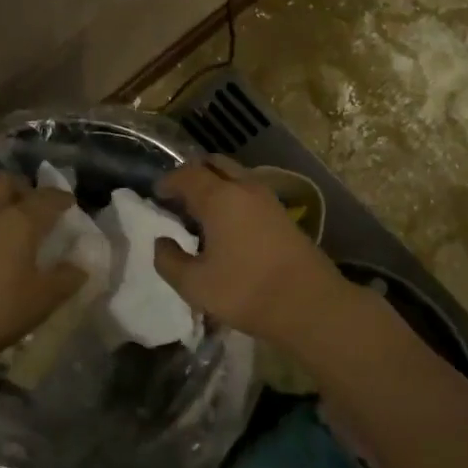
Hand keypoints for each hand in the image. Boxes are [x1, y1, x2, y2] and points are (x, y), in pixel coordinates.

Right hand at [152, 157, 350, 351]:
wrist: (310, 304)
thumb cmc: (246, 291)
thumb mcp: (195, 285)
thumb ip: (169, 261)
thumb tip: (161, 242)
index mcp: (219, 197)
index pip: (187, 174)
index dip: (168, 181)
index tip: (157, 195)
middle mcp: (245, 188)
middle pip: (215, 164)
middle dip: (194, 174)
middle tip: (179, 196)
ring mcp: (268, 199)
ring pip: (236, 175)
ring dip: (216, 184)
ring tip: (202, 211)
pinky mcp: (283, 214)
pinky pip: (250, 191)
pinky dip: (234, 196)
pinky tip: (229, 224)